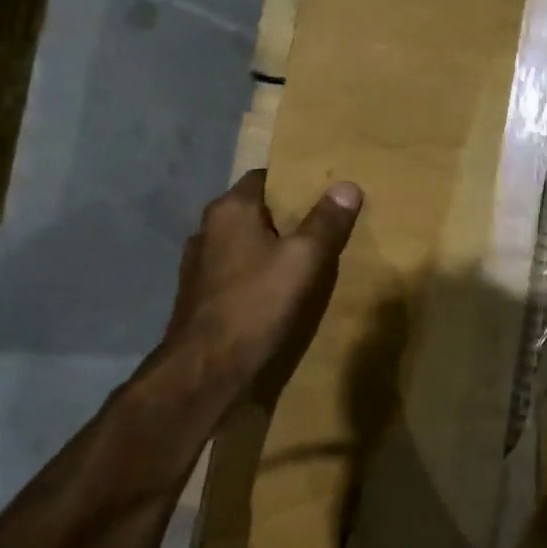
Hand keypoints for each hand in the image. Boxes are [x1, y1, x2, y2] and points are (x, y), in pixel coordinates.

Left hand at [143, 170, 361, 411]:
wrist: (206, 370)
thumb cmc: (256, 303)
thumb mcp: (303, 259)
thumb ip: (326, 222)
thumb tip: (348, 185)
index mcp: (230, 210)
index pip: (264, 177)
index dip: (294, 182)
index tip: (323, 192)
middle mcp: (207, 229)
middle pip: (254, 211)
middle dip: (286, 217)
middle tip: (323, 225)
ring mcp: (199, 265)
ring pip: (243, 243)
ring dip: (269, 248)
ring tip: (304, 259)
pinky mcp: (199, 296)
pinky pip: (235, 272)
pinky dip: (255, 274)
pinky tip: (277, 291)